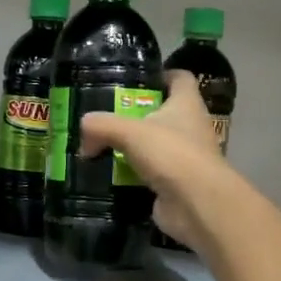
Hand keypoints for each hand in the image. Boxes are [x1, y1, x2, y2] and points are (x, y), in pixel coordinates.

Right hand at [78, 70, 229, 251]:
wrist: (197, 205)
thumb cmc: (171, 154)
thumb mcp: (129, 132)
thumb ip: (102, 124)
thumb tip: (84, 127)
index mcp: (187, 104)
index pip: (179, 78)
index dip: (160, 75)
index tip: (133, 81)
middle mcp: (190, 127)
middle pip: (162, 112)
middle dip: (135, 115)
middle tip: (105, 117)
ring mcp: (185, 157)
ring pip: (154, 145)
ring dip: (131, 147)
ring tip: (100, 146)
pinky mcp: (176, 183)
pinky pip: (149, 173)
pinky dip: (131, 174)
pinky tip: (108, 175)